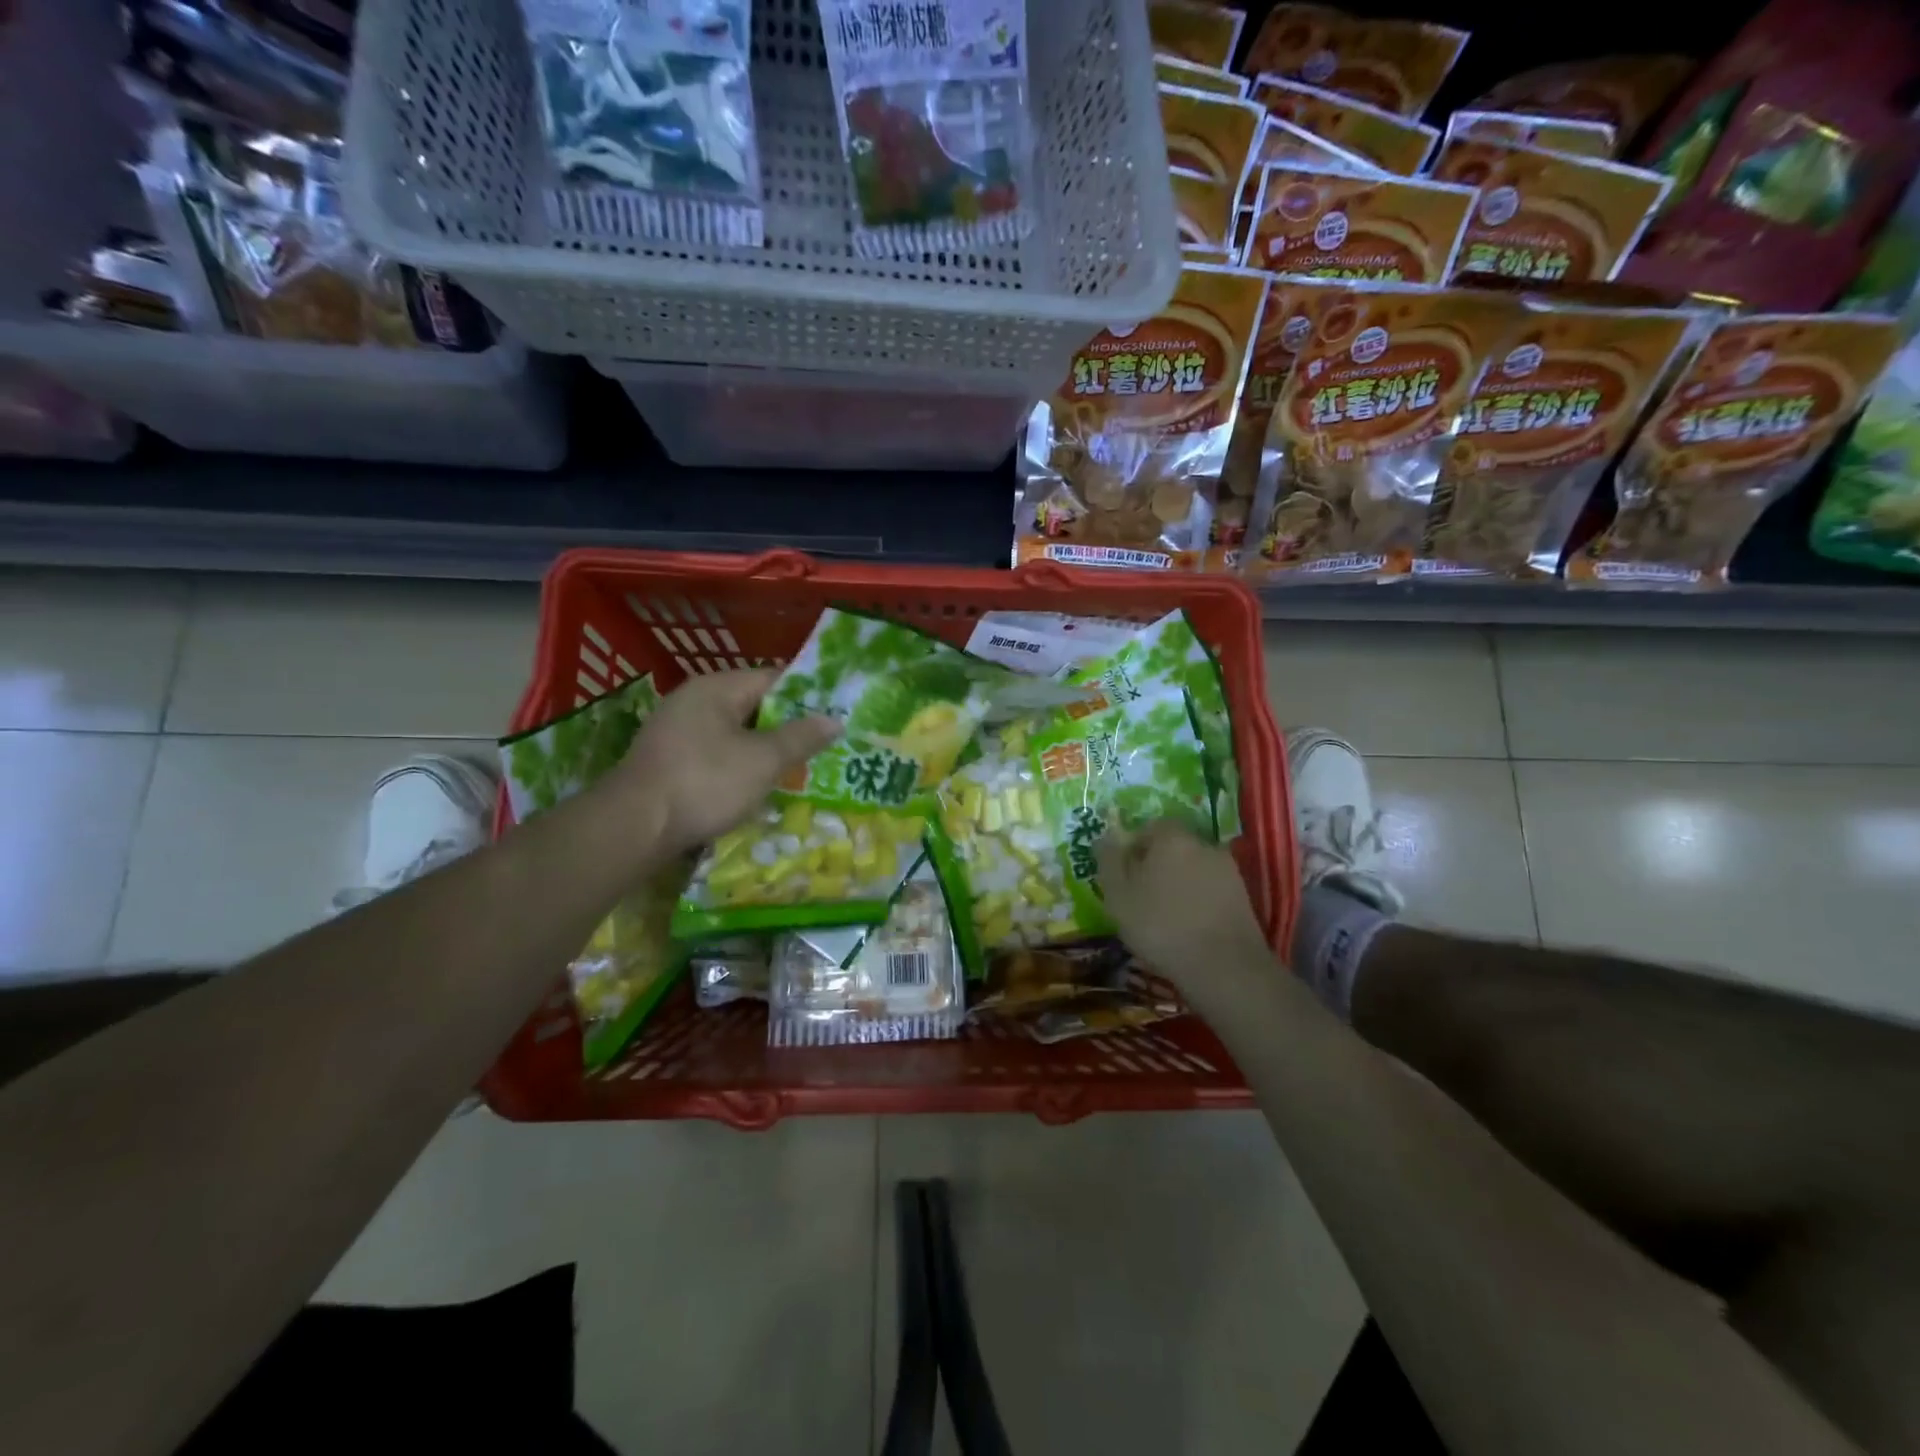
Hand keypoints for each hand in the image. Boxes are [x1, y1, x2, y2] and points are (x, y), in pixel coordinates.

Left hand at [612, 669, 839, 856]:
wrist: (634, 828)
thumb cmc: (705, 783)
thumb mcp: (764, 760)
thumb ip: (801, 737)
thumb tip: (834, 720)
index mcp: (716, 688)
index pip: (773, 678)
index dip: (807, 696)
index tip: (834, 715)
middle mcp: (693, 700)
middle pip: (754, 706)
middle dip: (787, 727)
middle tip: (821, 747)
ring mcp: (675, 731)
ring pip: (734, 733)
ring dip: (763, 750)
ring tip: (796, 770)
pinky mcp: (667, 761)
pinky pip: (715, 754)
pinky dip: (738, 766)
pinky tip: (755, 787)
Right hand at [1096, 820, 1271, 985]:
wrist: (1223, 966)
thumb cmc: (1160, 925)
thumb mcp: (1118, 895)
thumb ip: (1109, 861)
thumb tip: (1106, 837)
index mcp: (1172, 837)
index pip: (1150, 827)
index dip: (1133, 848)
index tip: (1123, 874)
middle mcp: (1204, 844)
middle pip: (1174, 847)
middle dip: (1157, 865)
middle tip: (1141, 895)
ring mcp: (1228, 870)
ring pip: (1194, 869)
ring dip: (1180, 885)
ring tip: (1165, 916)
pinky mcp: (1243, 897)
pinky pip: (1211, 890)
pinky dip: (1198, 901)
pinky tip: (1189, 926)